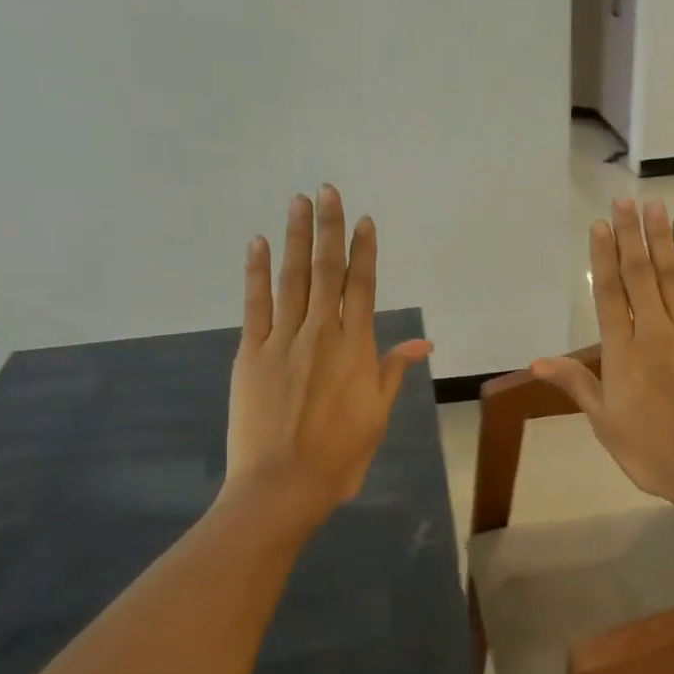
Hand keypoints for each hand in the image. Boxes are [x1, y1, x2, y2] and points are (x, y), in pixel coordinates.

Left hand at [225, 186, 430, 523]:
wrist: (283, 484)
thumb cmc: (339, 456)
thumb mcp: (377, 416)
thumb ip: (393, 372)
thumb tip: (422, 343)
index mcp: (356, 351)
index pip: (362, 289)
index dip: (364, 253)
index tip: (364, 221)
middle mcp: (321, 335)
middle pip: (327, 272)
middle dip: (329, 229)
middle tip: (327, 190)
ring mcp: (282, 340)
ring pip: (292, 279)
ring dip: (296, 238)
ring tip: (298, 202)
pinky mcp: (250, 352)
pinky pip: (254, 303)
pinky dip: (256, 272)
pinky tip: (258, 243)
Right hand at [531, 200, 673, 511]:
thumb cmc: (650, 452)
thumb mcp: (604, 422)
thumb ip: (576, 384)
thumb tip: (538, 361)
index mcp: (623, 354)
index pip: (610, 296)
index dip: (603, 259)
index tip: (600, 225)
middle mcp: (655, 333)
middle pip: (640, 276)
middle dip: (630, 236)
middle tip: (625, 199)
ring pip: (673, 278)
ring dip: (663, 241)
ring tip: (656, 207)